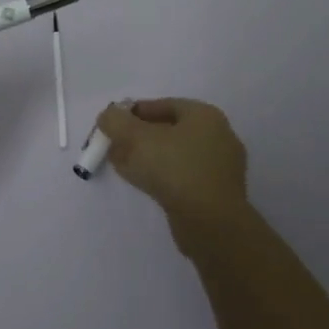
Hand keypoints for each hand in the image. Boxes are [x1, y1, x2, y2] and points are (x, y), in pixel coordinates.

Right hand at [96, 98, 250, 253]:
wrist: (211, 223)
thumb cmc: (174, 169)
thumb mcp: (135, 138)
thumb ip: (115, 121)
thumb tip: (108, 116)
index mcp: (205, 115)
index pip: (163, 105)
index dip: (133, 112)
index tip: (113, 124)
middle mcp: (218, 136)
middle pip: (169, 130)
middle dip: (138, 136)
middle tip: (115, 145)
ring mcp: (220, 167)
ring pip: (174, 155)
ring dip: (146, 157)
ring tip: (121, 164)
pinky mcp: (216, 193)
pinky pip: (182, 176)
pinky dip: (161, 175)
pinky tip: (140, 183)